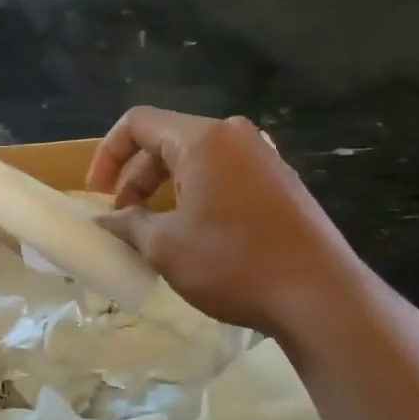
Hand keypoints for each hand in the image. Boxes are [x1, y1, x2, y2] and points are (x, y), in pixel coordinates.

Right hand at [88, 107, 370, 336]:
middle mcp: (236, 137)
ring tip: (152, 230)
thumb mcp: (165, 246)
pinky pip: (223, 176)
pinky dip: (195, 195)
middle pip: (167, 140)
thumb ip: (127, 224)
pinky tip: (193, 234)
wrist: (320, 296)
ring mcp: (263, 159)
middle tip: (122, 218)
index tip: (98, 195)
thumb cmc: (234, 263)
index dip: (107, 154)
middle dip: (135, 176)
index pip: (138, 123)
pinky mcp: (280, 184)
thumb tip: (107, 221)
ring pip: (195, 160)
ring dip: (163, 189)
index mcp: (204, 140)